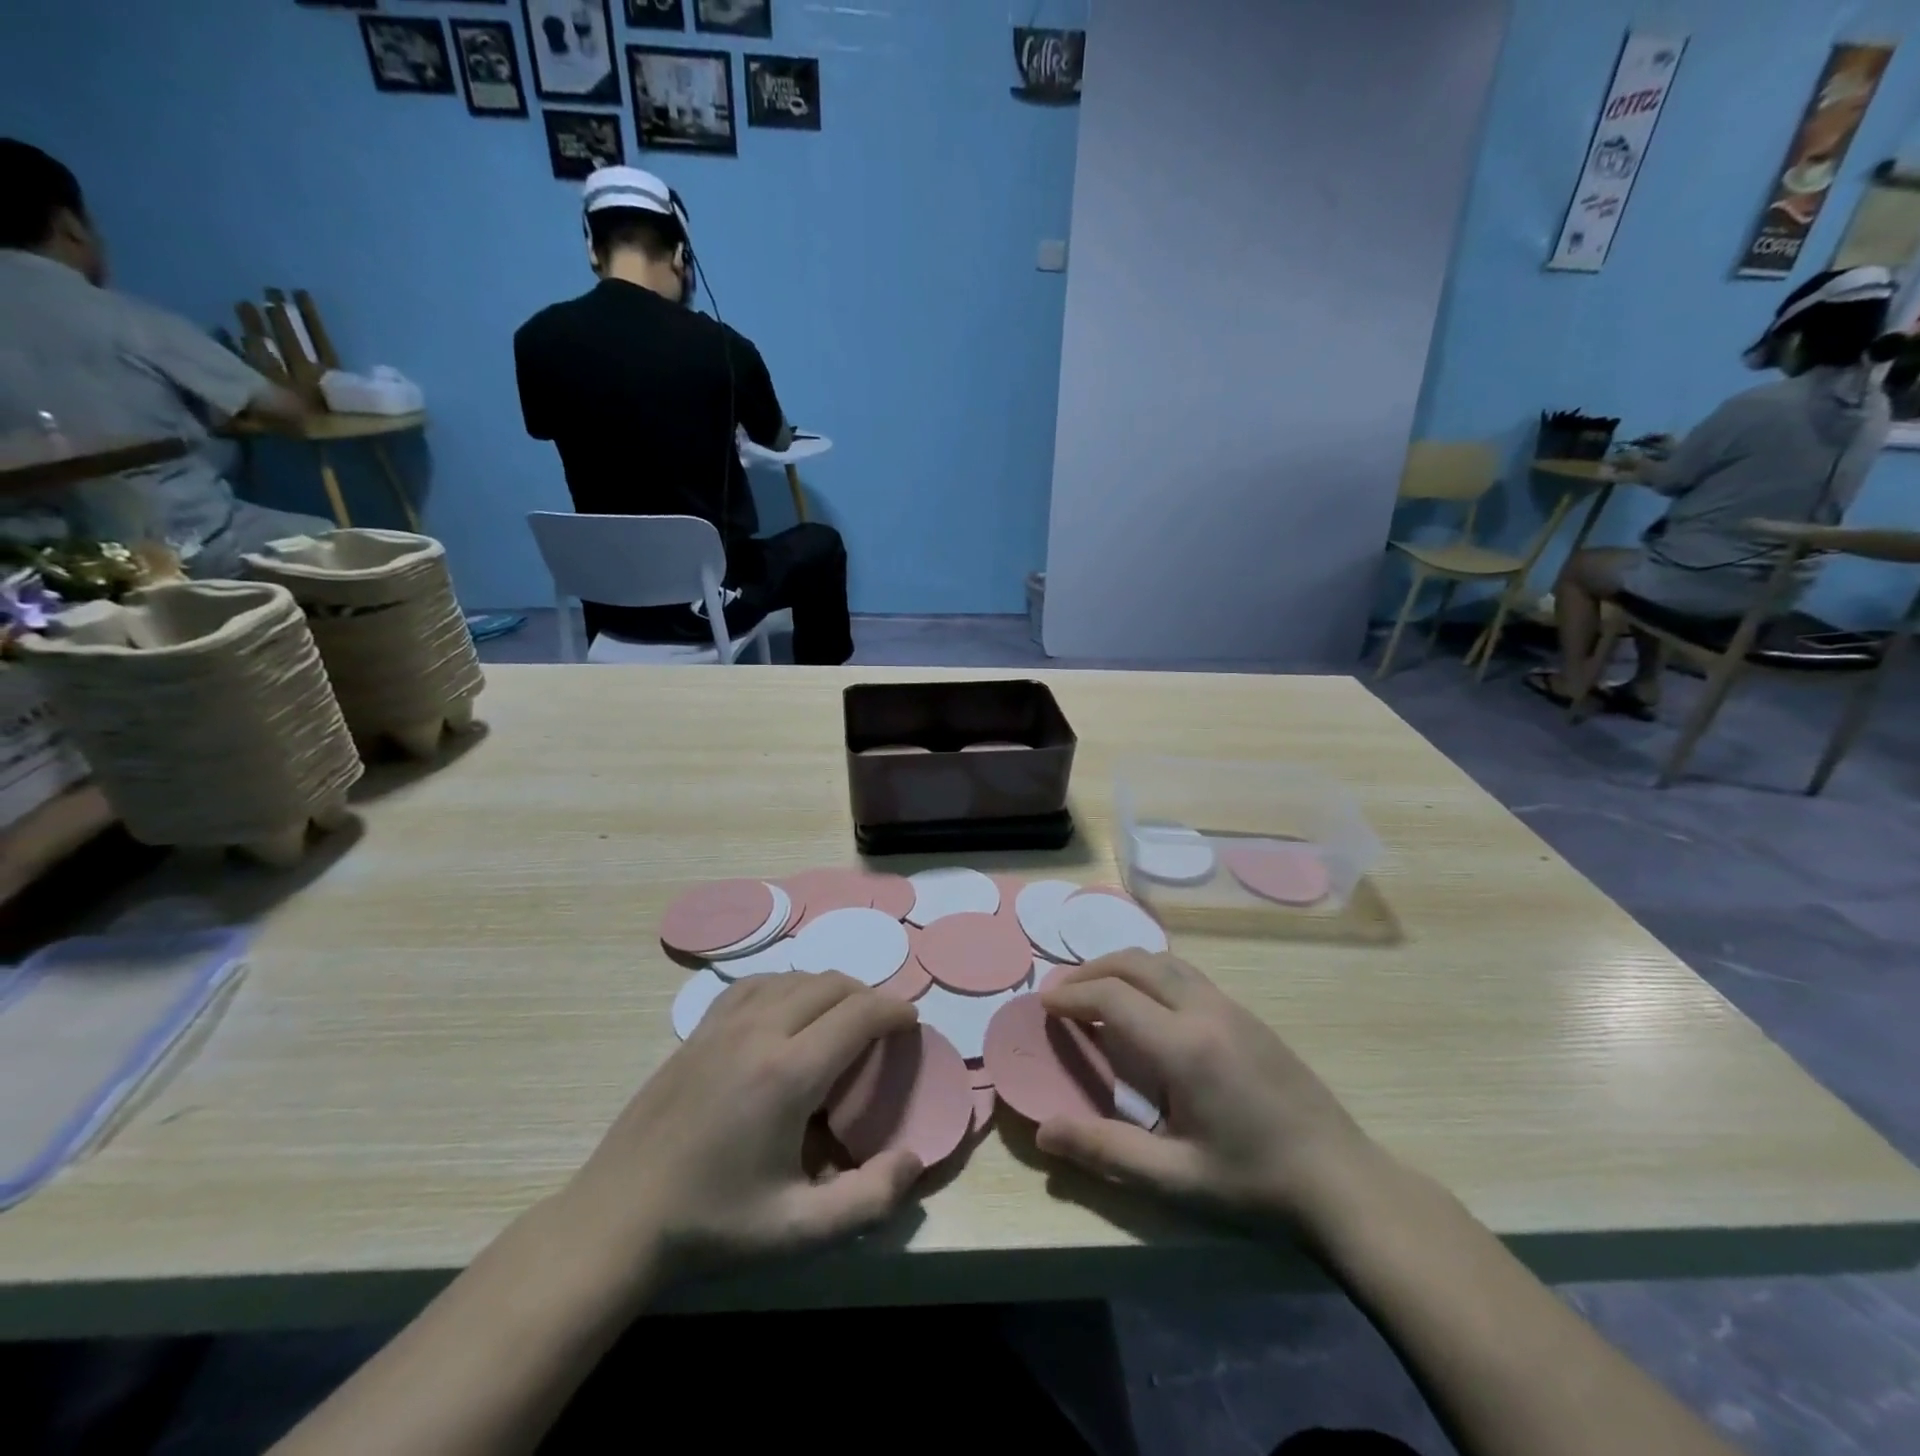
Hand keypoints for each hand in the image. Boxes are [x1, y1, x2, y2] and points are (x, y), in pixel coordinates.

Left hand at [555, 973, 924, 1295]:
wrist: (618, 1219)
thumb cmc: (713, 1224)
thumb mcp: (797, 1230)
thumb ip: (868, 1199)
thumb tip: (913, 1161)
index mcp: (788, 1073)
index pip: (859, 1013)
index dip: (894, 1010)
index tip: (911, 1023)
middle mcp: (759, 1032)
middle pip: (831, 985)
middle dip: (867, 996)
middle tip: (882, 1026)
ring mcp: (723, 1024)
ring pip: (793, 977)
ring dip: (829, 989)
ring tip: (842, 1017)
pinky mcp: (699, 1030)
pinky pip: (756, 985)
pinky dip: (787, 986)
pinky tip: (787, 1011)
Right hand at [1037, 953, 1386, 1232]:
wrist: (1342, 1181)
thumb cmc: (1255, 1183)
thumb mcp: (1176, 1178)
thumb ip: (1106, 1151)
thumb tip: (1043, 1132)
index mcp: (1184, 1046)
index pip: (1112, 997)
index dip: (1071, 996)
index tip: (1043, 1005)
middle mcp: (1205, 1010)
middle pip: (1135, 963)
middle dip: (1090, 970)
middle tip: (1061, 993)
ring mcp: (1230, 1007)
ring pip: (1163, 961)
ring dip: (1121, 966)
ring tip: (1096, 990)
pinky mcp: (1247, 1014)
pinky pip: (1185, 973)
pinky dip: (1150, 973)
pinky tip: (1146, 1005)